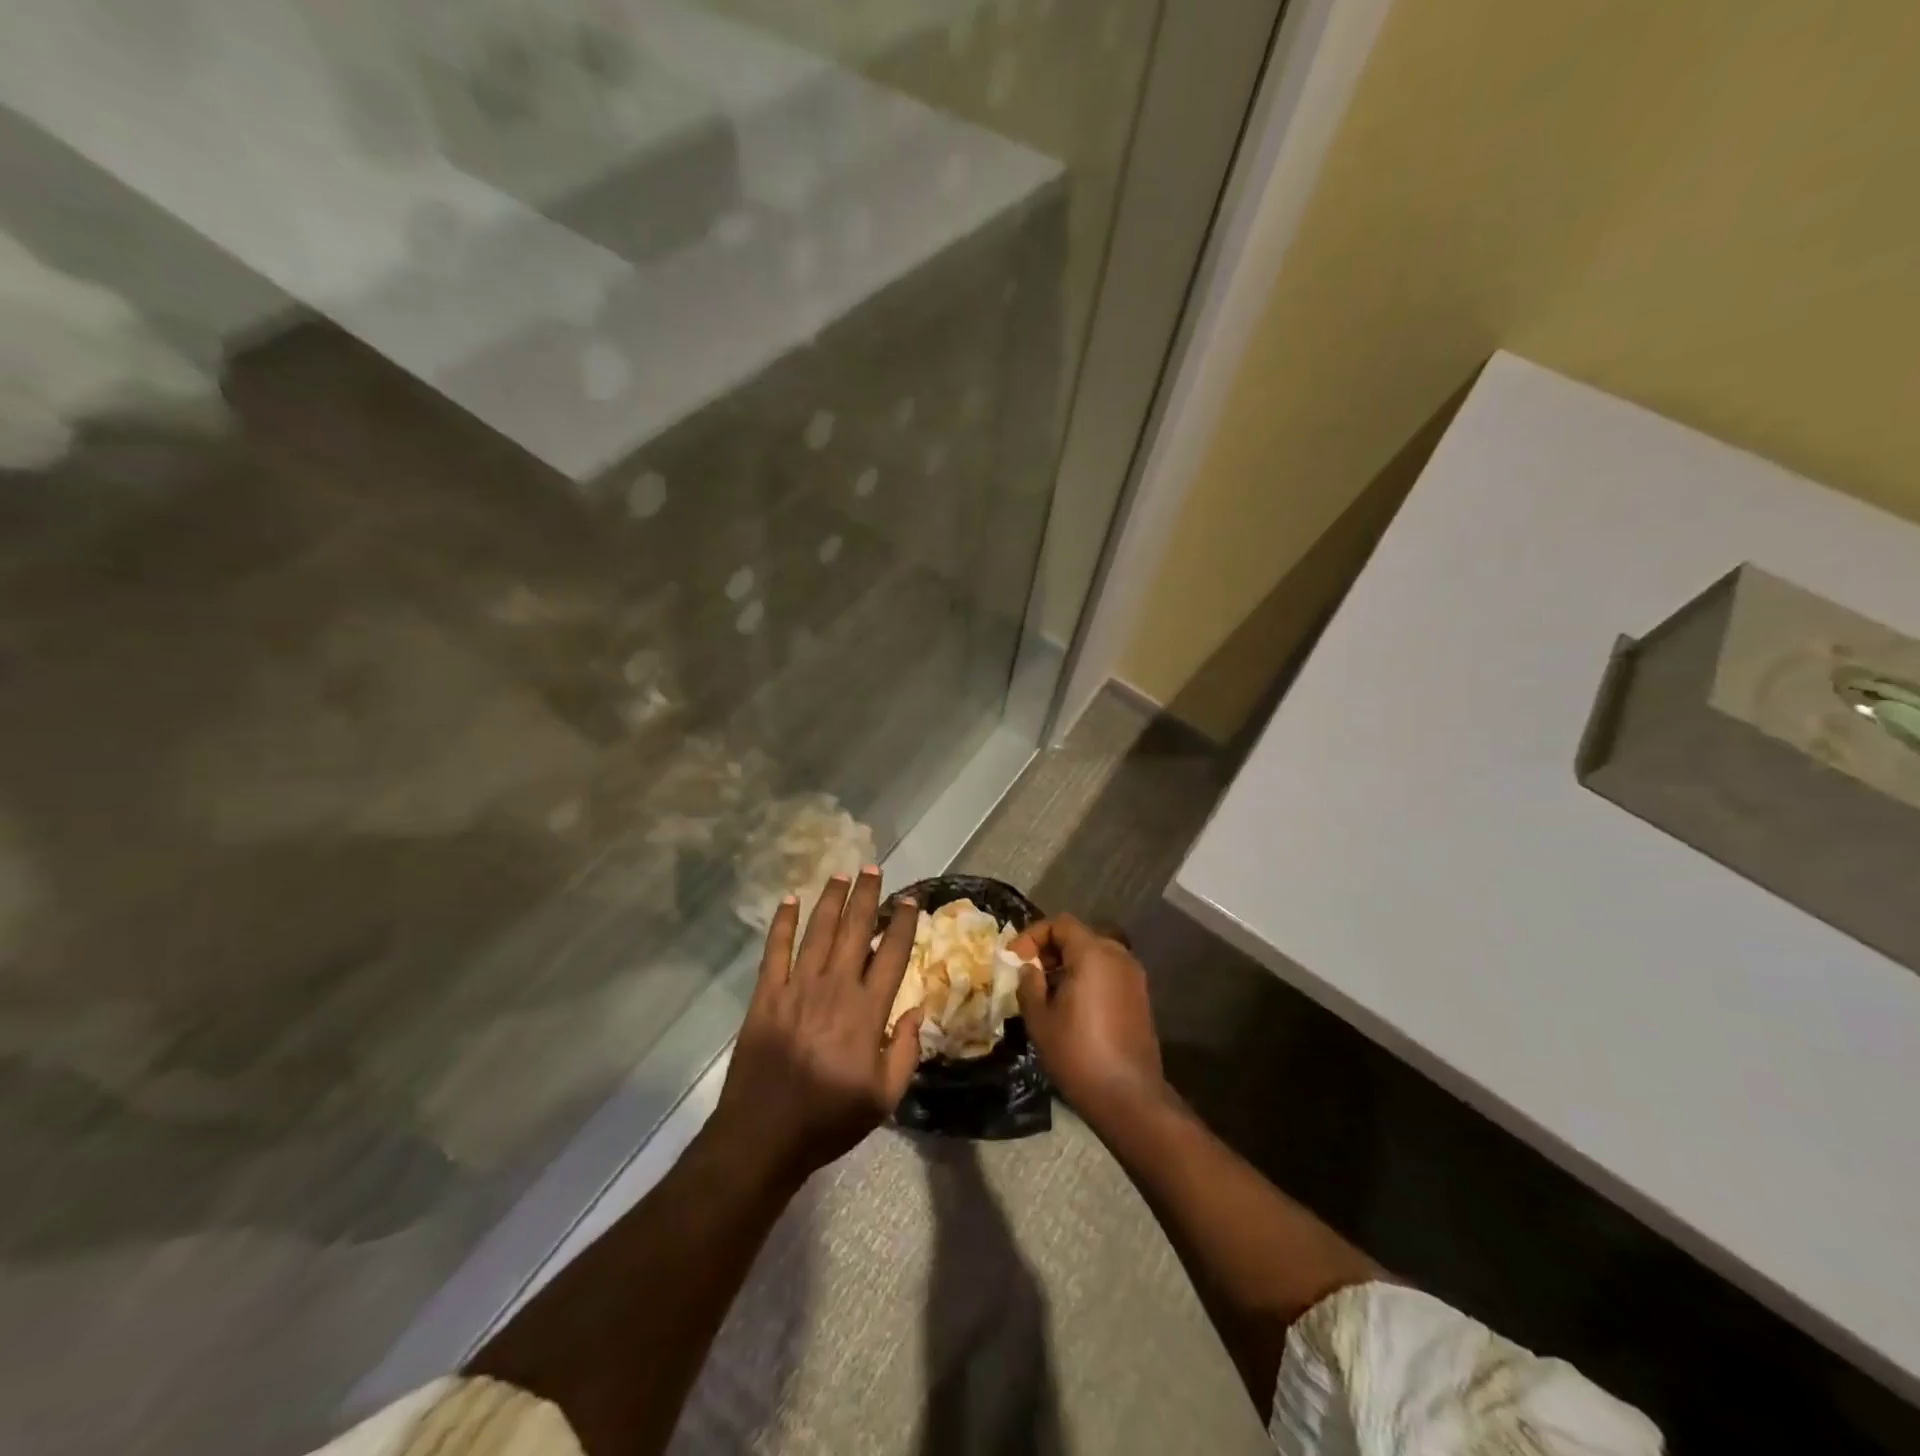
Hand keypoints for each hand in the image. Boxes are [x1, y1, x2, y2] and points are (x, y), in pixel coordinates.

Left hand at [710, 868, 922, 1188]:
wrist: (763, 1138)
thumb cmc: (829, 1120)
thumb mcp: (884, 1098)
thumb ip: (906, 1051)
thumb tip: (918, 1010)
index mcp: (867, 1012)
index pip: (892, 955)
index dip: (903, 924)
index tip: (910, 900)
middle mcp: (834, 989)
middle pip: (855, 930)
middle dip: (866, 896)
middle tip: (872, 868)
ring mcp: (796, 988)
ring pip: (818, 931)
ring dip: (830, 900)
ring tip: (840, 874)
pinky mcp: (766, 995)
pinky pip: (775, 950)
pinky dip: (782, 923)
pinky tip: (789, 900)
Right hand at [1013, 914, 1165, 1120]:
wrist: (1129, 1097)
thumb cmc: (1078, 1054)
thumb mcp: (1039, 1019)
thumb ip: (1029, 984)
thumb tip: (1029, 969)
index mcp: (1093, 953)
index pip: (1060, 924)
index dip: (1033, 936)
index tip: (1016, 959)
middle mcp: (1118, 955)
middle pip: (1079, 936)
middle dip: (1050, 950)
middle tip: (1029, 974)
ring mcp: (1134, 976)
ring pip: (1094, 955)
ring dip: (1068, 964)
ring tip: (1047, 992)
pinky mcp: (1140, 997)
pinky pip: (1108, 973)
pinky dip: (1087, 977)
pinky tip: (1072, 1006)